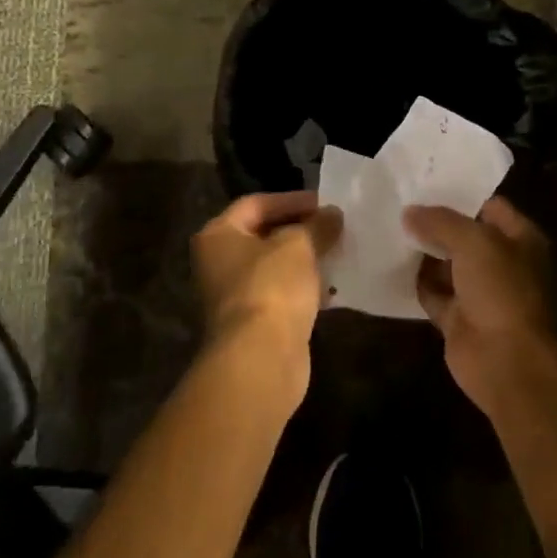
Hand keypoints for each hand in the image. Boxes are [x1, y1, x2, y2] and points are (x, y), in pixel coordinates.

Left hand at [193, 192, 340, 407]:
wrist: (260, 357)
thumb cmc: (272, 287)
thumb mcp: (300, 245)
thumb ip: (317, 225)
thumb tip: (332, 214)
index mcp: (218, 235)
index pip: (256, 204)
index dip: (291, 200)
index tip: (325, 202)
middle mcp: (218, 262)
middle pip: (263, 235)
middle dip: (301, 230)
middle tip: (334, 226)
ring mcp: (234, 295)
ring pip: (274, 267)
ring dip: (305, 260)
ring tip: (338, 252)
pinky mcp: (254, 323)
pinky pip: (282, 295)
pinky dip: (304, 288)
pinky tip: (331, 287)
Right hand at [404, 197, 556, 417]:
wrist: (509, 362)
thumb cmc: (502, 291)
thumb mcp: (474, 242)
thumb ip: (441, 221)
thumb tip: (409, 212)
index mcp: (520, 239)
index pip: (490, 206)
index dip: (460, 195)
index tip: (424, 183)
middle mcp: (502, 263)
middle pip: (465, 236)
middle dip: (435, 223)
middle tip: (397, 204)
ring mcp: (480, 293)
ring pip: (447, 265)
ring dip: (422, 253)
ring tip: (387, 228)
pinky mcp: (459, 319)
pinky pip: (433, 294)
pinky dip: (416, 283)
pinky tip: (390, 265)